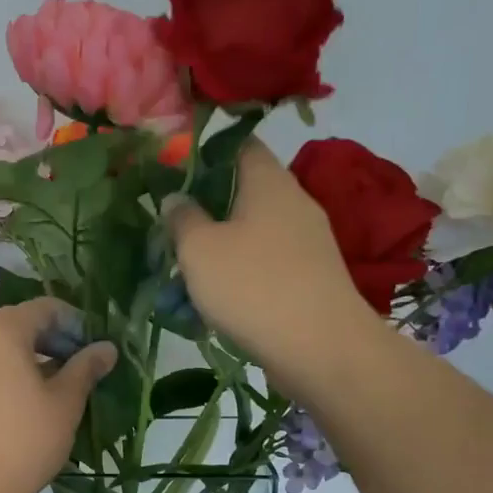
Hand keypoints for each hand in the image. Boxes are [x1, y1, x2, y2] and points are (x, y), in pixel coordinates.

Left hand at [0, 299, 115, 492]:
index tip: (96, 347)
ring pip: (1, 344)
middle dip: (54, 339)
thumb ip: (86, 367)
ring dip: (32, 355)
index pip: (45, 308)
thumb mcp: (65, 402)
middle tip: (83, 365)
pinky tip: (30, 397)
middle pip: (20, 322)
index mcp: (1, 329)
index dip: (75, 323)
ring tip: (61, 383)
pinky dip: (9, 369)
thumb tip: (107, 347)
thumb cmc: (24, 440)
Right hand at [163, 139, 371, 383]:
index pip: (239, 144)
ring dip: (219, 247)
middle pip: (244, 191)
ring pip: (252, 232)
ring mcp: (307, 242)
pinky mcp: (311, 277)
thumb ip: (182, 218)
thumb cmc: (253, 286)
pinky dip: (240, 273)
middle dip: (206, 208)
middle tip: (171, 229)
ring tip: (185, 271)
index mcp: (268, 181)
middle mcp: (294, 202)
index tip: (173, 174)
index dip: (205, 153)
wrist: (321, 349)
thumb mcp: (198, 249)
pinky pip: (266, 263)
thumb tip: (176, 198)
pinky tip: (216, 300)